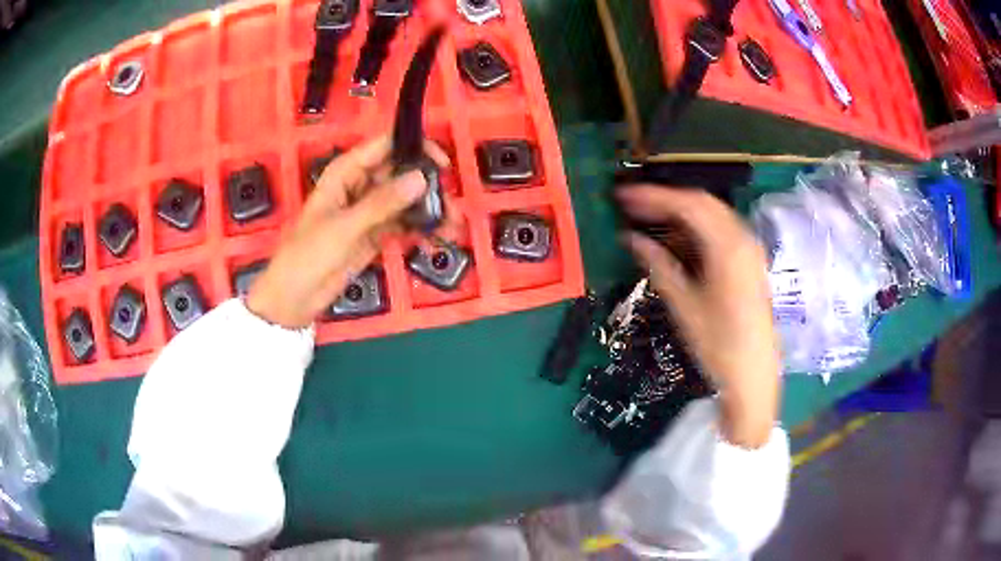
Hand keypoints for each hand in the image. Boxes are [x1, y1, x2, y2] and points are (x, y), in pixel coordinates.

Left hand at [246, 135, 449, 328]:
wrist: (295, 298)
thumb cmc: (308, 255)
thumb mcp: (344, 227)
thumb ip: (382, 203)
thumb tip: (420, 178)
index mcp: (345, 173)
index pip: (384, 146)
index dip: (414, 148)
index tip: (440, 164)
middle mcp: (360, 186)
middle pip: (401, 173)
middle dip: (428, 185)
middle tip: (451, 204)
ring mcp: (369, 211)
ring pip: (406, 200)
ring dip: (429, 210)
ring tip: (452, 225)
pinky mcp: (375, 234)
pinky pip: (403, 224)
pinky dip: (421, 229)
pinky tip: (438, 238)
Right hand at [617, 185, 779, 448]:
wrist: (753, 375)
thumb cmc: (719, 345)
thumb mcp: (685, 306)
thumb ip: (658, 265)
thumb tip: (631, 238)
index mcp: (728, 248)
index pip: (688, 205)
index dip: (654, 196)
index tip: (623, 195)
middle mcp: (743, 239)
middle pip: (702, 202)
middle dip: (666, 199)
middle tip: (632, 204)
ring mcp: (750, 249)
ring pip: (712, 214)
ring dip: (681, 211)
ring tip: (649, 217)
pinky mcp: (750, 262)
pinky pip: (721, 230)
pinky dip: (696, 226)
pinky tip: (678, 237)